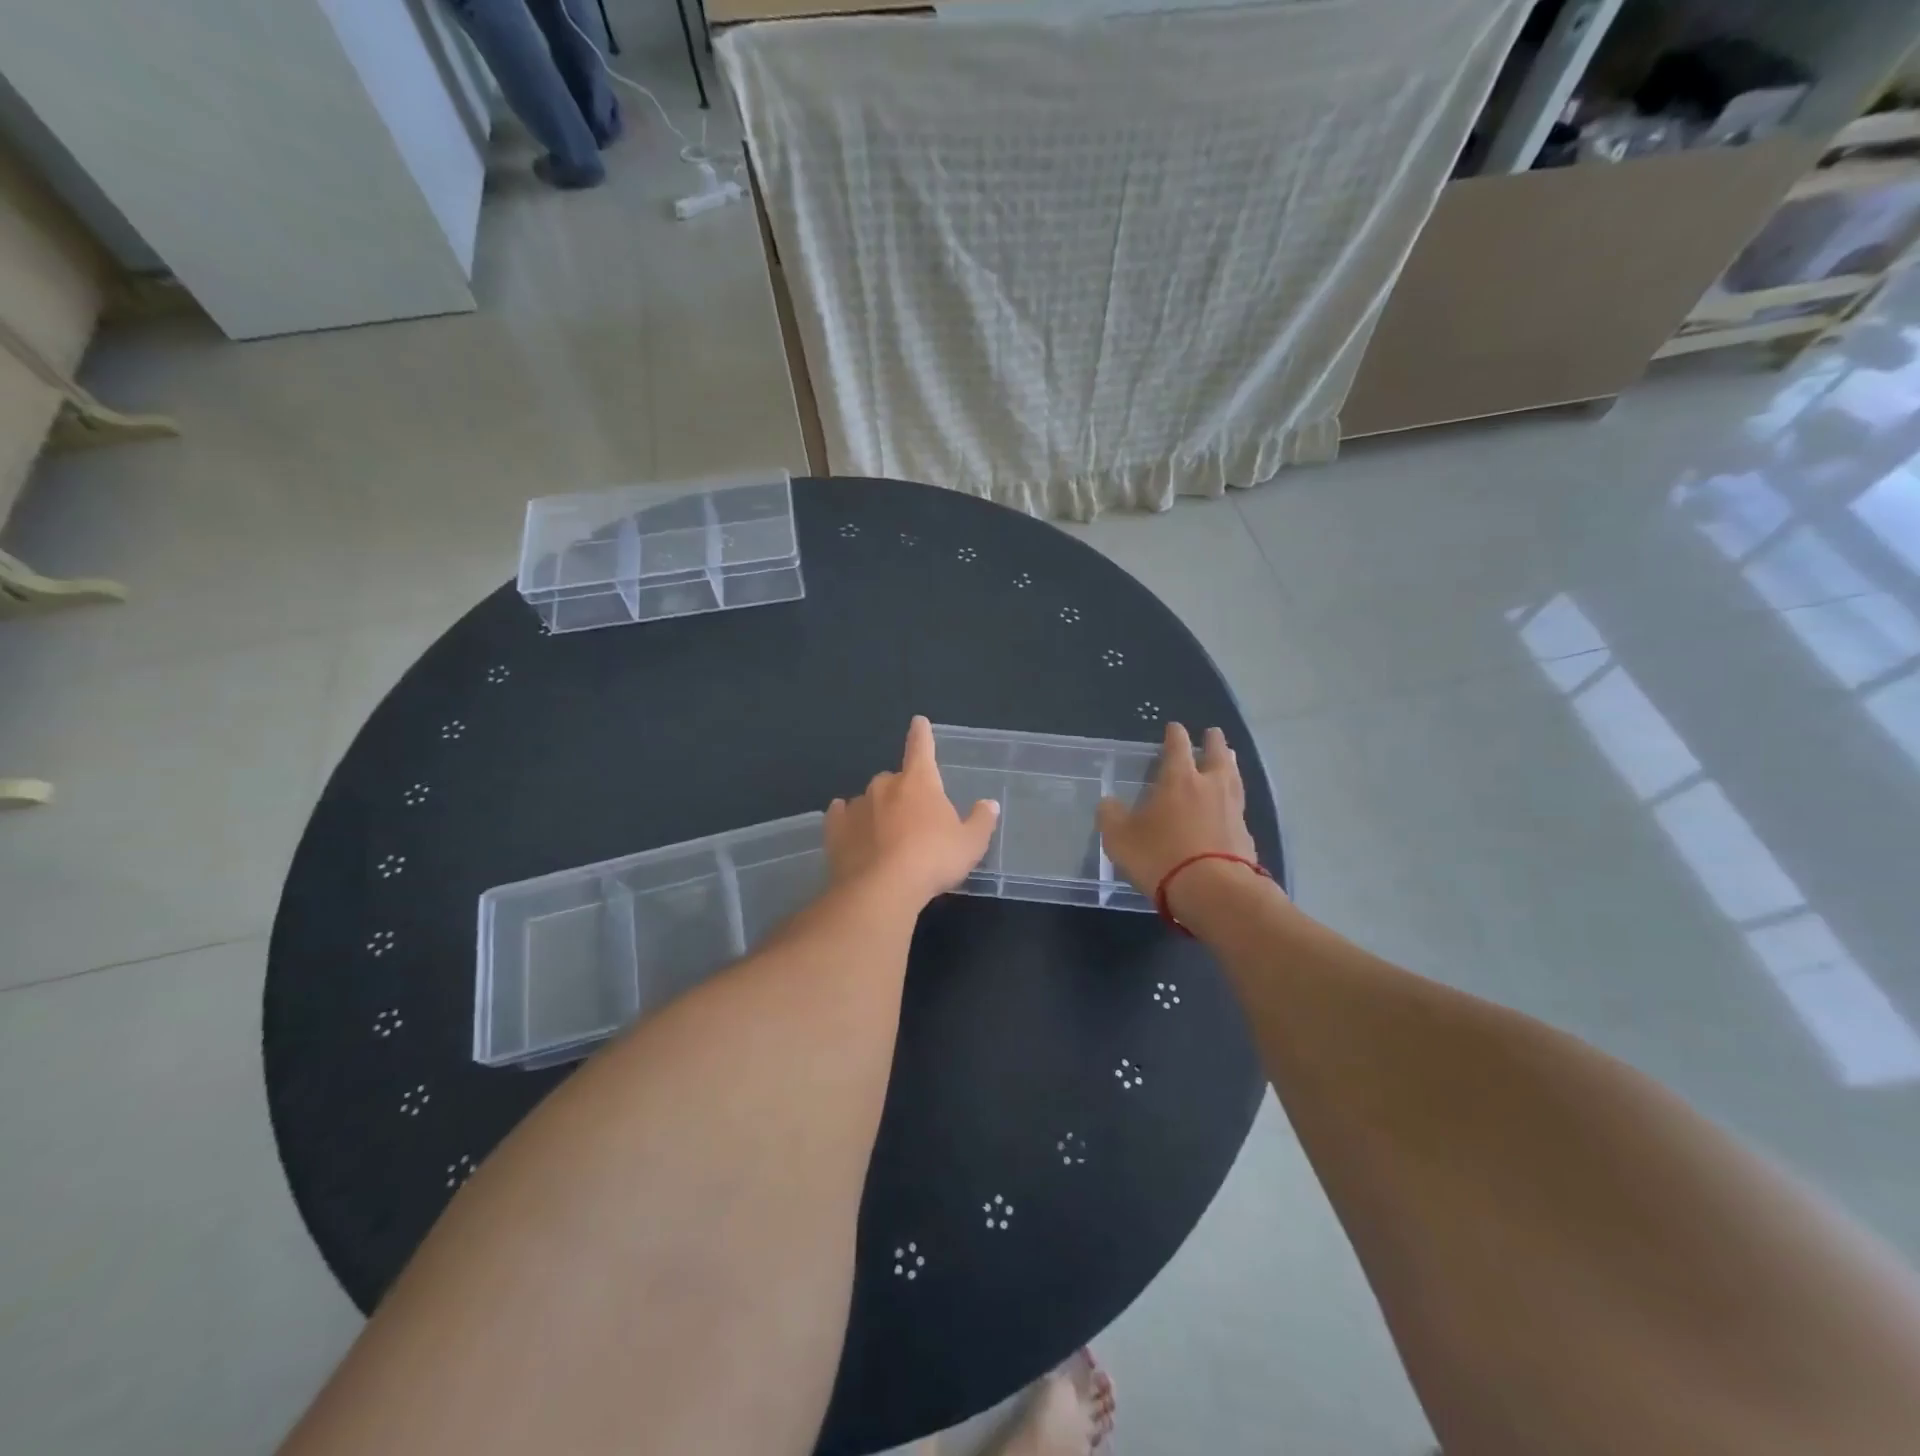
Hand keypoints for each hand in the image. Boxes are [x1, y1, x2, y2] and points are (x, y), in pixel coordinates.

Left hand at [825, 716, 999, 906]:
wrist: (881, 890)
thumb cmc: (933, 860)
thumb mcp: (970, 844)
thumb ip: (981, 821)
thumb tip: (989, 804)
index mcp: (919, 782)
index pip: (922, 748)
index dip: (922, 735)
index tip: (918, 722)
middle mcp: (885, 786)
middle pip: (895, 780)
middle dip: (903, 793)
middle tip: (913, 822)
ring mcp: (857, 806)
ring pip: (869, 800)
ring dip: (878, 811)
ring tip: (886, 839)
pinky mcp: (835, 829)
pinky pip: (841, 816)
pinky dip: (848, 820)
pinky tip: (852, 832)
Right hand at [1098, 723, 1258, 897]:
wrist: (1214, 892)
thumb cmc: (1161, 856)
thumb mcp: (1120, 838)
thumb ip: (1111, 817)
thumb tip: (1108, 803)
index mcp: (1179, 779)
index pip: (1178, 746)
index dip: (1175, 735)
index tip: (1174, 727)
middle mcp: (1210, 787)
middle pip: (1217, 755)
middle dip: (1214, 742)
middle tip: (1213, 732)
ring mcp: (1233, 811)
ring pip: (1234, 778)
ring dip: (1230, 765)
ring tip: (1230, 758)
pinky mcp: (1246, 836)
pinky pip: (1239, 808)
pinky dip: (1234, 800)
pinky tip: (1230, 806)